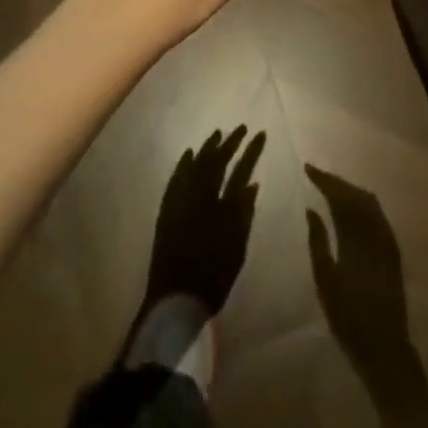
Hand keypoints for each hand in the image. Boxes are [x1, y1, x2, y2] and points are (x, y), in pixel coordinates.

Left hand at [142, 126, 266, 320]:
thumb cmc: (213, 278)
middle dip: (229, 143)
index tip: (259, 133)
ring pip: (195, 166)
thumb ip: (244, 214)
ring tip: (217, 134)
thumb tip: (252, 184)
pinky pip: (176, 179)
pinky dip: (183, 165)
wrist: (175, 299)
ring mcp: (181, 202)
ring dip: (207, 148)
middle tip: (240, 128)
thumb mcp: (237, 248)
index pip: (240, 170)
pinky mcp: (167, 210)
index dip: (251, 151)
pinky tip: (189, 154)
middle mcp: (200, 198)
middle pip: (216, 162)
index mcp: (222, 207)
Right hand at [305, 165, 410, 380]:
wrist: (385, 346)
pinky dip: (362, 203)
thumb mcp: (325, 281)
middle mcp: (375, 230)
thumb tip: (312, 209)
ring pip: (368, 201)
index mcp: (356, 236)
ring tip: (330, 187)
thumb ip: (318, 242)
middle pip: (355, 194)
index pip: (340, 196)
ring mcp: (387, 238)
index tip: (307, 168)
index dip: (324, 179)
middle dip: (336, 181)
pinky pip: (377, 214)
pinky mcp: (393, 248)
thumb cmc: (349, 318)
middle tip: (316, 175)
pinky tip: (351, 207)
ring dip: (349, 190)